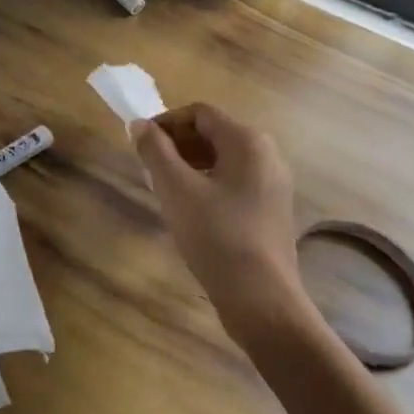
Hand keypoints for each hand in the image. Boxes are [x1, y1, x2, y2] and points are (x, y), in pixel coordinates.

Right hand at [130, 103, 303, 335]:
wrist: (262, 300)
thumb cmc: (216, 236)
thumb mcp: (175, 188)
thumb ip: (154, 150)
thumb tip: (139, 124)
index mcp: (247, 141)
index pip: (199, 113)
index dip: (166, 123)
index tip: (141, 146)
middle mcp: (267, 154)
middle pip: (212, 134)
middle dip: (177, 146)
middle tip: (150, 170)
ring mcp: (274, 184)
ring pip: (222, 160)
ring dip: (190, 166)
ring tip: (166, 191)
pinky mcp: (272, 210)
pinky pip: (234, 183)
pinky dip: (209, 185)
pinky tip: (191, 212)